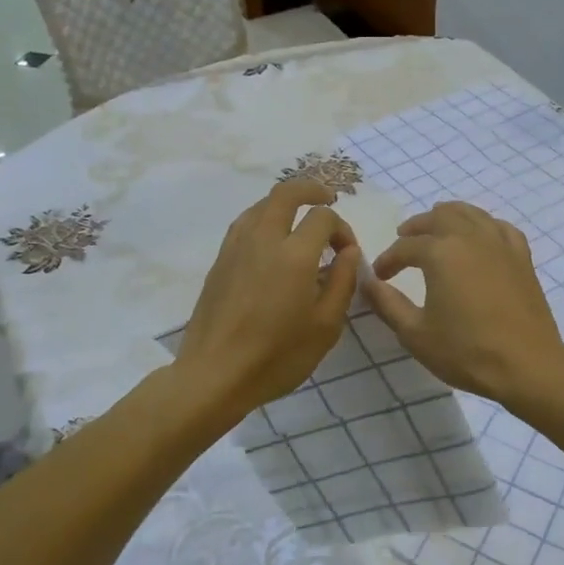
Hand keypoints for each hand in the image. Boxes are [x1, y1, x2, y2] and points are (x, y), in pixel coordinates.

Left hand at [177, 181, 361, 415]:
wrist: (215, 374)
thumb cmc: (278, 356)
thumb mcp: (326, 325)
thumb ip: (343, 282)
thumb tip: (348, 251)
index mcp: (294, 255)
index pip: (323, 217)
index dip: (342, 228)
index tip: (347, 253)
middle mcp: (263, 240)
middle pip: (286, 193)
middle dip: (311, 190)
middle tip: (328, 200)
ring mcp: (236, 248)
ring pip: (261, 205)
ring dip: (285, 204)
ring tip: (299, 220)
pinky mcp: (219, 261)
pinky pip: (244, 224)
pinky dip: (264, 219)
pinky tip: (271, 241)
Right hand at [361, 201, 563, 403]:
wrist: (527, 365)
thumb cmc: (466, 351)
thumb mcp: (415, 333)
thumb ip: (387, 303)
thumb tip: (366, 282)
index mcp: (441, 253)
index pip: (405, 247)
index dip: (388, 260)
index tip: (380, 276)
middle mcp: (470, 237)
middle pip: (439, 217)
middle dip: (417, 226)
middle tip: (404, 239)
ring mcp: (500, 244)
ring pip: (471, 214)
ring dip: (449, 216)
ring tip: (438, 228)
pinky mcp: (522, 257)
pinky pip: (500, 227)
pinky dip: (484, 225)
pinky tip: (480, 236)